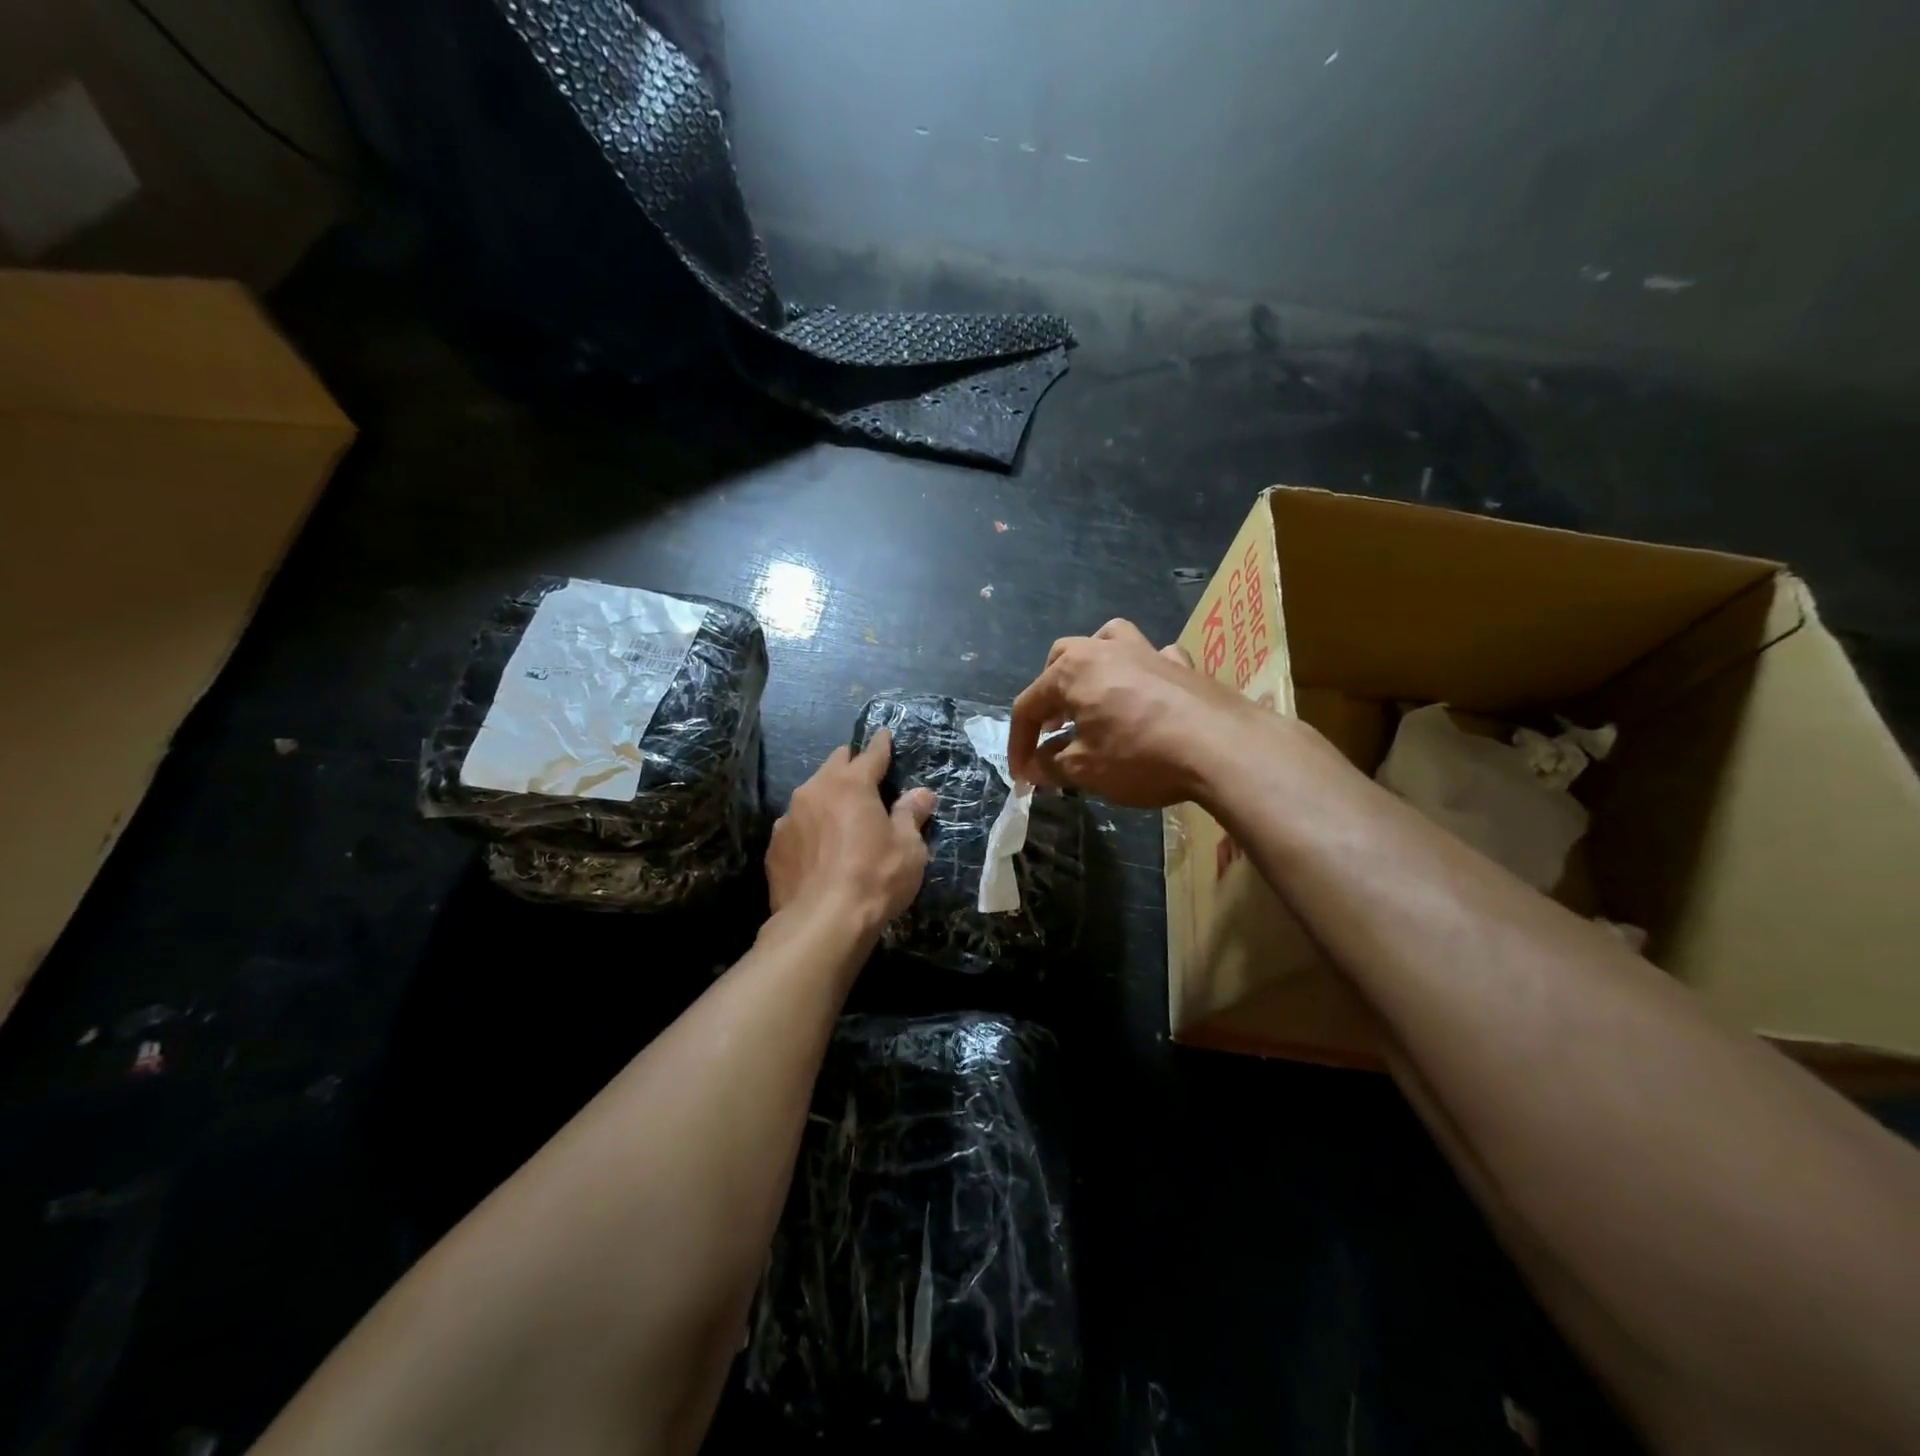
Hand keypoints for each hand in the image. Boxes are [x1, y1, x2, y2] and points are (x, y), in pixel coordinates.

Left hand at [767, 730, 936, 931]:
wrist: (821, 924)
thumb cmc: (874, 878)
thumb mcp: (908, 848)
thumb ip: (911, 815)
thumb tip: (922, 794)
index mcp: (850, 785)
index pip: (870, 755)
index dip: (881, 745)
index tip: (884, 734)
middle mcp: (814, 791)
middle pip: (834, 765)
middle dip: (850, 765)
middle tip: (864, 774)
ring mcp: (788, 819)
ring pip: (811, 795)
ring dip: (827, 798)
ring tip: (840, 816)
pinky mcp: (775, 847)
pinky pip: (797, 826)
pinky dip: (811, 828)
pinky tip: (820, 849)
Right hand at [1008, 619, 1260, 807]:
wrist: (1223, 747)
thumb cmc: (1140, 756)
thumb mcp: (1086, 770)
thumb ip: (1052, 766)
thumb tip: (1035, 768)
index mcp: (1072, 672)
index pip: (1028, 705)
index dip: (1019, 742)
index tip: (1021, 775)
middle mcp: (1104, 651)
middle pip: (1061, 660)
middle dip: (1049, 694)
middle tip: (1053, 729)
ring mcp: (1146, 651)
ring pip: (1106, 640)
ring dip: (1091, 664)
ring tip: (1092, 695)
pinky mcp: (1181, 664)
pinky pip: (1152, 657)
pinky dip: (1141, 671)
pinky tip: (1146, 694)